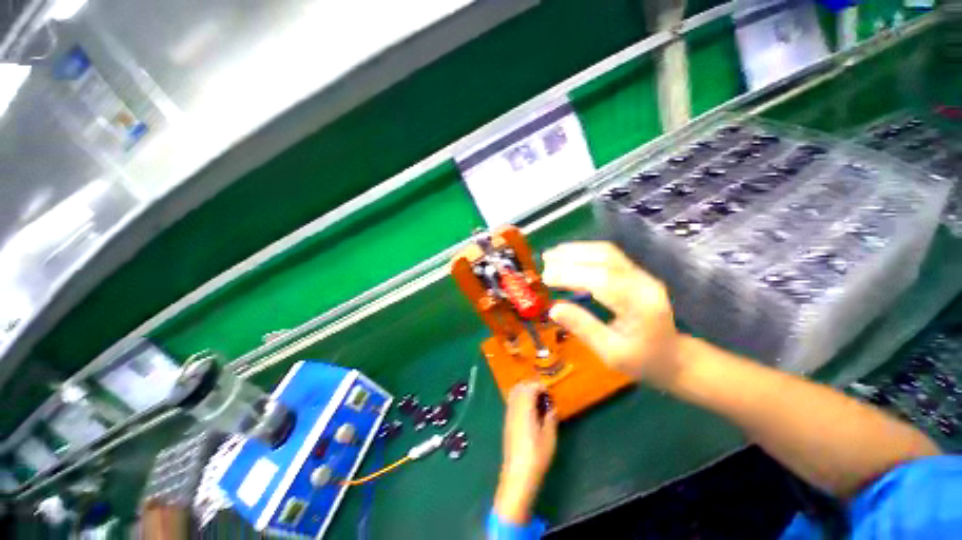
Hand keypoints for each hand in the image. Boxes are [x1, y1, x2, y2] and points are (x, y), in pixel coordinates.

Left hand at [494, 381, 557, 523]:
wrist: (517, 475)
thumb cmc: (536, 456)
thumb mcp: (549, 438)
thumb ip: (550, 418)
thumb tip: (552, 407)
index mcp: (525, 409)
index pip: (529, 387)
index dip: (539, 386)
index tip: (548, 393)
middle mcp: (514, 408)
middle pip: (519, 387)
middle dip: (531, 386)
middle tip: (543, 394)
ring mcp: (508, 415)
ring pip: (513, 393)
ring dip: (524, 392)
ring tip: (536, 401)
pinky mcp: (506, 422)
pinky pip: (511, 402)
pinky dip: (519, 399)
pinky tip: (529, 411)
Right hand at [542, 242, 681, 386]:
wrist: (673, 357)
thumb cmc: (642, 360)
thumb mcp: (610, 353)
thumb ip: (583, 328)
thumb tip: (553, 309)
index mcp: (640, 306)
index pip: (602, 281)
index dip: (571, 275)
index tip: (546, 277)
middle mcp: (644, 283)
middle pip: (605, 260)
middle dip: (571, 258)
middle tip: (545, 260)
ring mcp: (642, 275)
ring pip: (608, 252)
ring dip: (577, 250)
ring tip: (552, 254)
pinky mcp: (636, 273)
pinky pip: (610, 255)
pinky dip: (586, 252)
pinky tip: (570, 254)